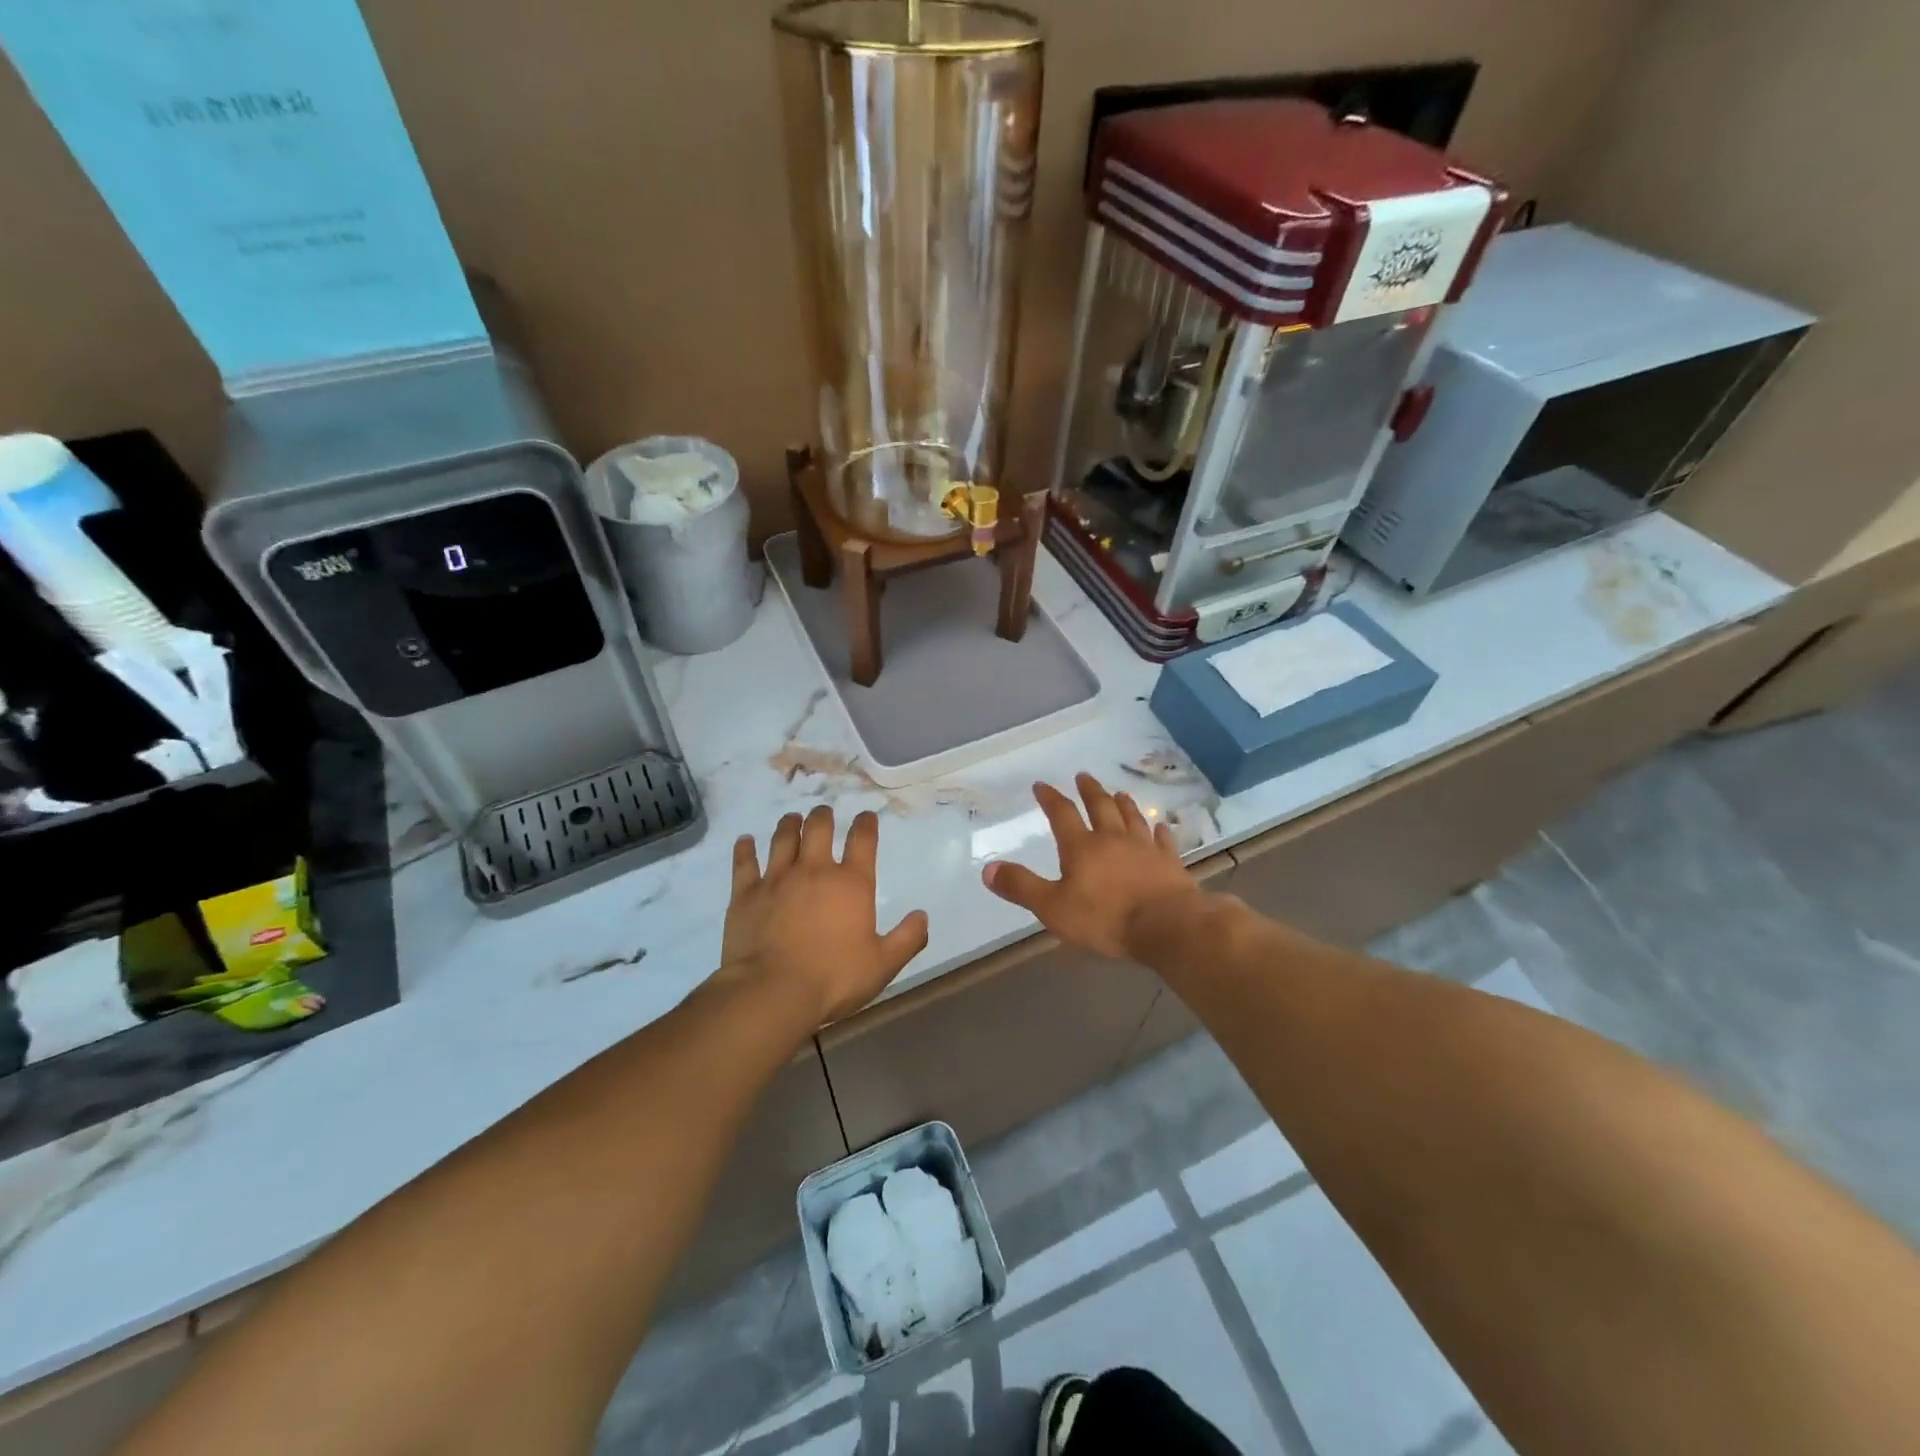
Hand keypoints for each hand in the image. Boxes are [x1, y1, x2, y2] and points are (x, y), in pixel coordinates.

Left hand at [723, 806, 929, 1024]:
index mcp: (851, 884)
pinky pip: (745, 863)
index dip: (866, 824)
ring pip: (783, 838)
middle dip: (823, 816)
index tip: (867, 816)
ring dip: (789, 824)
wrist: (772, 992)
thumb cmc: (833, 979)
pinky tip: (745, 841)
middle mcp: (815, 870)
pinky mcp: (746, 894)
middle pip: (819, 828)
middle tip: (824, 812)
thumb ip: (907, 939)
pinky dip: (745, 849)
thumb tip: (923, 916)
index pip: (863, 840)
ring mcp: (777, 879)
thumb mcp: (882, 965)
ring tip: (792, 818)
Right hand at [982, 773, 1201, 959]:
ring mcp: (1145, 848)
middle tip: (1083, 776)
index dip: (1051, 798)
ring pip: (1132, 818)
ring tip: (1119, 792)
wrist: (1167, 926)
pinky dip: (1160, 832)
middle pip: (1100, 807)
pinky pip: (1163, 841)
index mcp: (1082, 847)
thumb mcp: (1053, 908)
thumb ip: (1021, 887)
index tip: (1042, 785)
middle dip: (1090, 791)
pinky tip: (1161, 827)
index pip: (1062, 814)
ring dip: (1123, 804)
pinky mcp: (1169, 863)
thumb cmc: (1106, 918)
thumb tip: (988, 868)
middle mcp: (1113, 839)